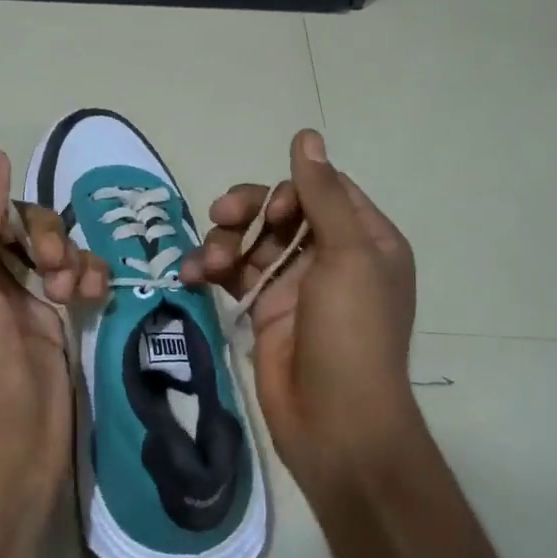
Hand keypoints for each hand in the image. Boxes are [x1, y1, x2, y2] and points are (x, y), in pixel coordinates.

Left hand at [0, 148, 107, 496]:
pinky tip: (90, 299)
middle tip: (49, 262)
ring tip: (69, 291)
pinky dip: (86, 278)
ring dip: (67, 254)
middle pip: (9, 216)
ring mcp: (16, 295)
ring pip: (48, 242)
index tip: (7, 212)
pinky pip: (75, 274)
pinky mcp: (52, 317)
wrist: (7, 451)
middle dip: (37, 229)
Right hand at [182, 130, 424, 504]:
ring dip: (222, 241)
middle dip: (247, 210)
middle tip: (222, 217)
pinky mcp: (262, 309)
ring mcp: (293, 284)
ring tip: (206, 264)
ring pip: (249, 239)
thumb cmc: (351, 333)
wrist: (334, 422)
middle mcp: (330, 256)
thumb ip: (322, 194)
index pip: (323, 189)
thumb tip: (306, 135)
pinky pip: (231, 273)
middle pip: (280, 210)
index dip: (292, 189)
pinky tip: (191, 276)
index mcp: (365, 239)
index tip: (276, 209)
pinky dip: (210, 269)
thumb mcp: (347, 255)